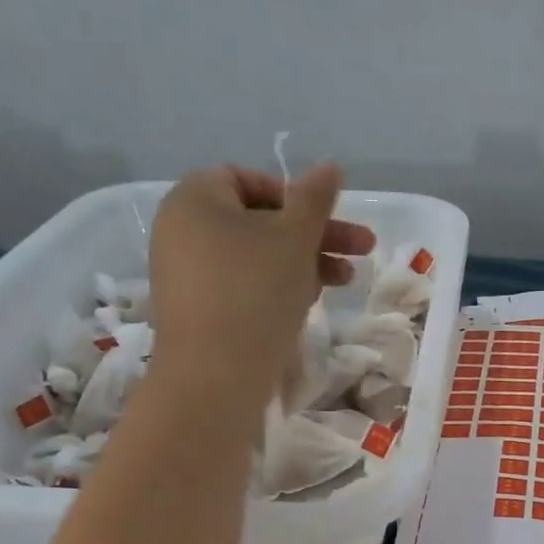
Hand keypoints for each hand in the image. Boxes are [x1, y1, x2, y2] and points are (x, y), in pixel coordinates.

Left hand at [146, 162, 373, 404]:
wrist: (216, 376)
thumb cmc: (256, 292)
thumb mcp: (294, 238)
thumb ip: (315, 199)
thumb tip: (330, 166)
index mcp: (194, 199)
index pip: (248, 179)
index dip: (294, 195)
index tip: (327, 218)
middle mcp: (181, 231)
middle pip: (259, 221)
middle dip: (314, 235)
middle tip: (361, 251)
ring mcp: (186, 275)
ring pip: (255, 257)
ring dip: (303, 264)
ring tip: (344, 284)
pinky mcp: (197, 312)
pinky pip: (241, 286)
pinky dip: (275, 288)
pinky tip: (307, 305)